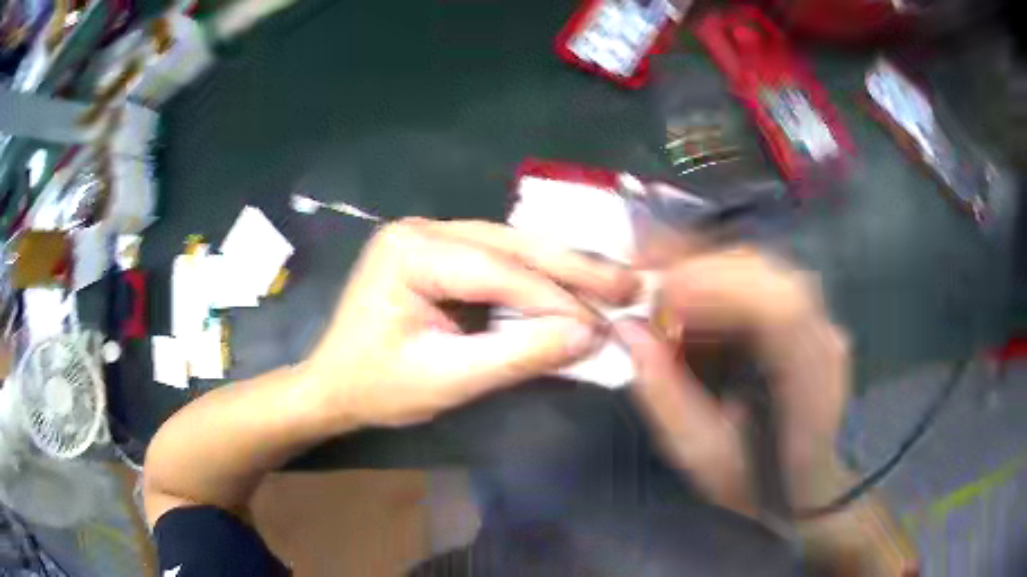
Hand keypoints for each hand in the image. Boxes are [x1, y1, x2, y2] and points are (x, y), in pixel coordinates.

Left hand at [305, 218, 638, 428]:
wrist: (334, 386)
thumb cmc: (378, 387)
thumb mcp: (448, 379)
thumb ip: (518, 356)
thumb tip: (588, 336)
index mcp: (411, 251)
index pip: (498, 270)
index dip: (556, 299)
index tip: (604, 324)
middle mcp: (421, 229)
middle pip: (511, 245)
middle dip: (573, 268)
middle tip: (628, 283)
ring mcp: (430, 236)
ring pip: (510, 247)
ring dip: (562, 268)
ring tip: (611, 282)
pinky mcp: (439, 252)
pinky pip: (498, 259)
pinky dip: (537, 277)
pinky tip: (572, 284)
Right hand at [615, 248, 849, 514]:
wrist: (806, 479)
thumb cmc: (757, 479)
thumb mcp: (702, 455)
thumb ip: (666, 396)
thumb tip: (628, 331)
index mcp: (809, 384)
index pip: (781, 311)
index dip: (721, 289)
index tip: (661, 297)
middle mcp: (821, 338)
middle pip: (767, 275)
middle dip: (700, 270)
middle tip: (647, 285)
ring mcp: (816, 319)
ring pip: (760, 268)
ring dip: (705, 269)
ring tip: (660, 288)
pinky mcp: (802, 313)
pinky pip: (758, 277)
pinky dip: (717, 275)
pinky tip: (687, 290)